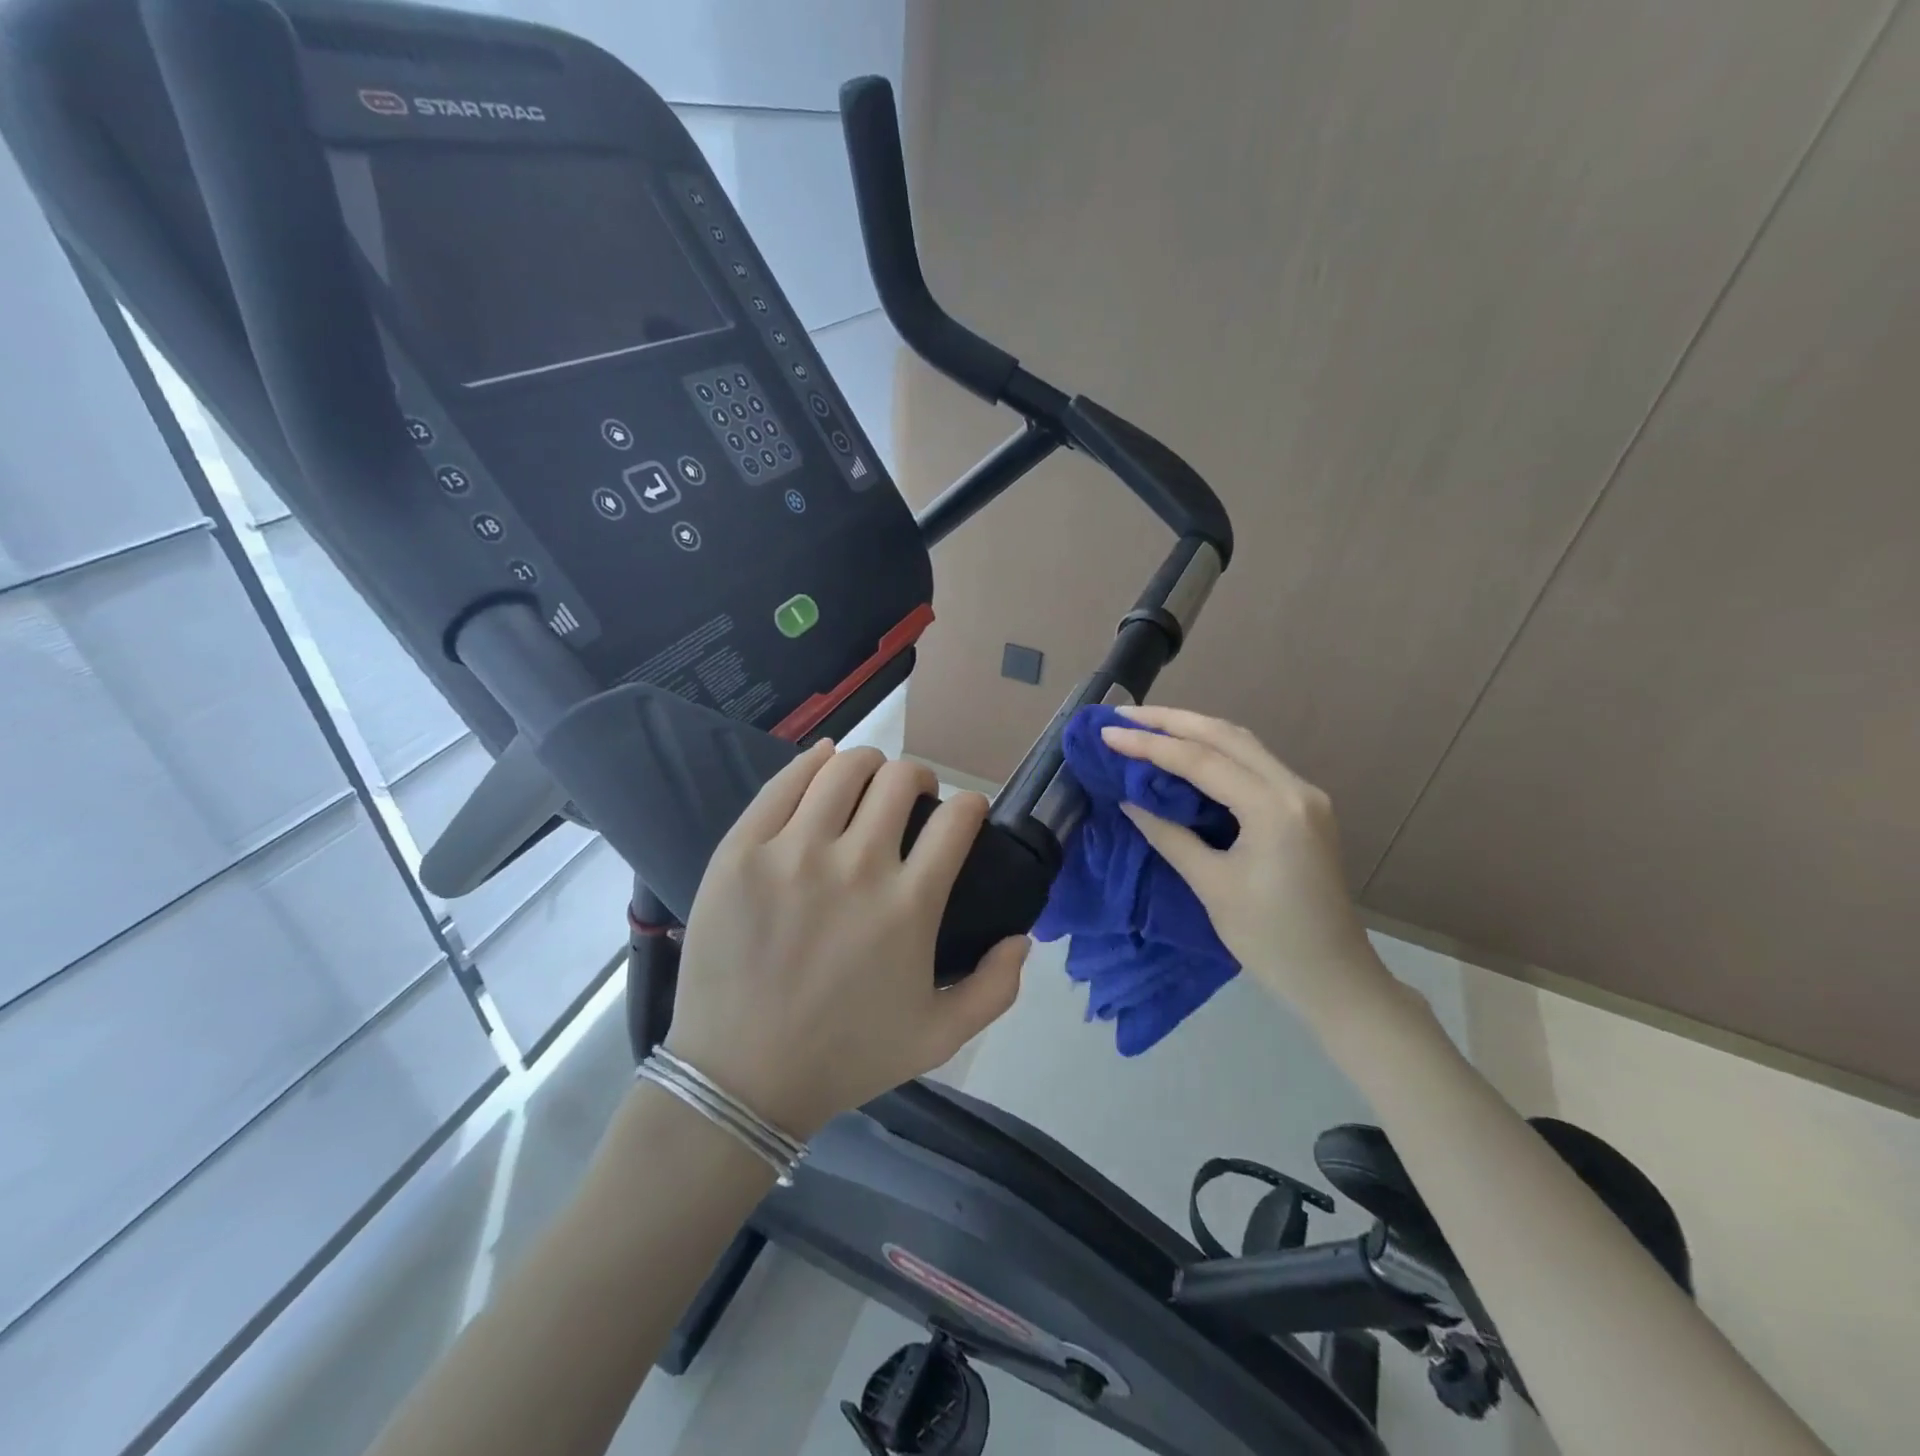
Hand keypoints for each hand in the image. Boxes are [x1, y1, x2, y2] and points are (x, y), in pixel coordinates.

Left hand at [664, 741, 1028, 1136]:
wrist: (741, 1079)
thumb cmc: (845, 1057)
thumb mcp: (939, 1038)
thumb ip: (996, 988)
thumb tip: (1023, 937)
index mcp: (909, 904)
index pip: (957, 818)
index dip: (970, 805)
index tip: (962, 815)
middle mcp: (856, 865)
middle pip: (901, 779)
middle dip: (919, 779)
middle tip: (911, 800)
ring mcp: (793, 852)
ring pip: (845, 767)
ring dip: (869, 765)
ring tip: (866, 783)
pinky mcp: (743, 850)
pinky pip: (785, 781)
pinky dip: (813, 761)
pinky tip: (823, 765)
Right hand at [1099, 706, 1390, 1019]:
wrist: (1335, 978)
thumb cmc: (1270, 940)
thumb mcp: (1211, 886)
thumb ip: (1168, 834)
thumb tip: (1128, 799)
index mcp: (1274, 808)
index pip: (1201, 761)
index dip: (1149, 745)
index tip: (1107, 733)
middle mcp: (1294, 788)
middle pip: (1226, 735)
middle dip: (1171, 721)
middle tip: (1123, 715)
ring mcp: (1304, 795)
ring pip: (1242, 744)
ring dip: (1193, 730)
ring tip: (1147, 725)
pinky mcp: (1302, 808)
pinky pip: (1252, 764)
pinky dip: (1214, 752)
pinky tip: (1185, 753)